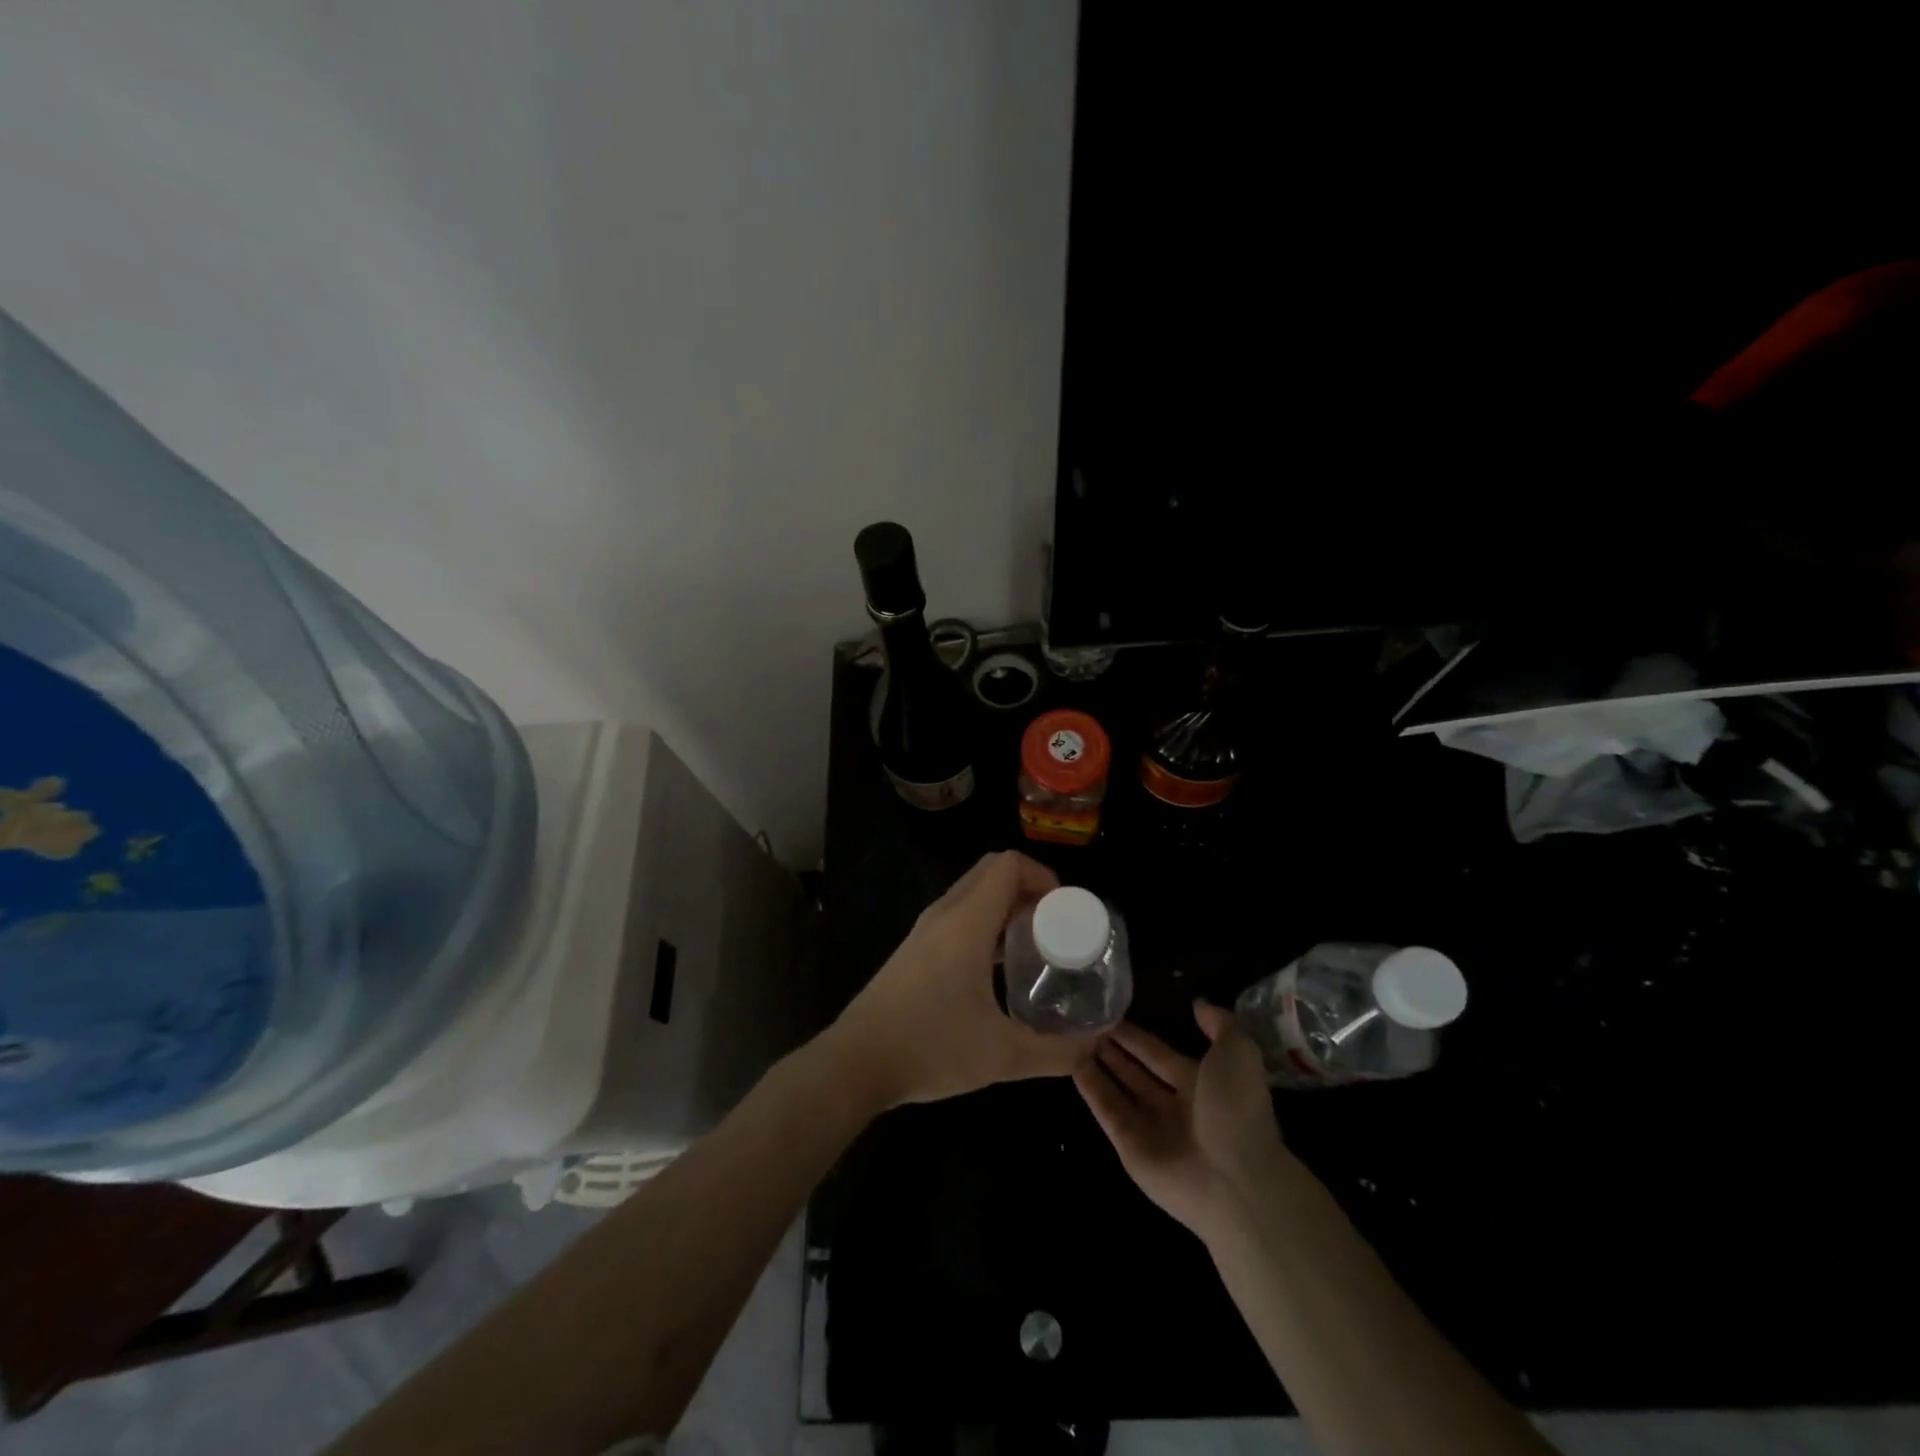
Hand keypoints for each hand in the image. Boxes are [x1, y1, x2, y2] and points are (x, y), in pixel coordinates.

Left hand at [826, 851, 1097, 1108]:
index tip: (1066, 912)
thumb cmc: (929, 1048)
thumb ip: (1056, 1052)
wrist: (855, 1063)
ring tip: (1036, 946)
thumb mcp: (1002, 1056)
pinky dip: (986, 922)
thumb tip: (1095, 1045)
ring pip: (973, 894)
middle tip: (1056, 927)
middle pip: (992, 872)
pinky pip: (959, 915)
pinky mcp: (915, 949)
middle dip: (1030, 888)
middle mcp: (944, 914)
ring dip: (1007, 906)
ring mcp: (925, 931)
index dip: (1044, 875)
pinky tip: (1000, 968)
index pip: (1009, 865)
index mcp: (966, 922)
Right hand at [1075, 1002, 1296, 1242]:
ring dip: (1098, 1065)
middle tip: (1085, 1022)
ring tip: (1072, 1037)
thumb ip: (1220, 1025)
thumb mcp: (1238, 1054)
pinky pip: (1106, 1111)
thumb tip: (1198, 1004)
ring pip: (1117, 1089)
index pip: (1159, 1054)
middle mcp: (1173, 1105)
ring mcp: (1150, 1128)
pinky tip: (1071, 1064)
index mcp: (1200, 1084)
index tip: (1112, 1012)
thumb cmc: (1237, 1111)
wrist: (1236, 1181)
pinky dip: (1090, 1089)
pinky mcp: (1129, 1147)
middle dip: (1113, 1049)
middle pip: (1135, 1071)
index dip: (1137, 1036)